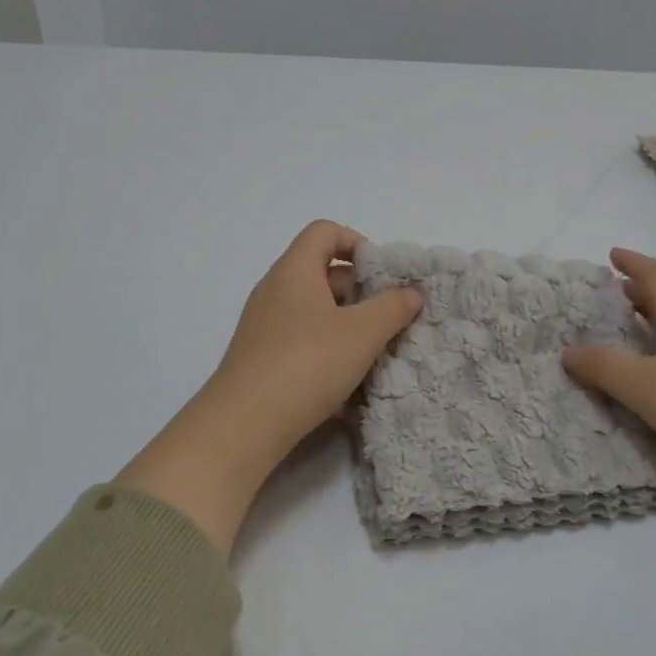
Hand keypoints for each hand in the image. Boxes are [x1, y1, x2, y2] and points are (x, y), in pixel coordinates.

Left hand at [115, 222, 422, 555]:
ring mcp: (266, 327)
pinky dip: (329, 353)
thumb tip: (411, 293)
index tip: (383, 276)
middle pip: (324, 273)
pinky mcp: (264, 359)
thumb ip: (393, 307)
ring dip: (349, 328)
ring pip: (317, 313)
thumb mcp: (362, 333)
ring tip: (375, 355)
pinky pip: (304, 342)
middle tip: (389, 320)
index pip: (325, 232)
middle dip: (361, 293)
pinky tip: (349, 384)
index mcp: (295, 271)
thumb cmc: (307, 363)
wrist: (245, 424)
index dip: (358, 243)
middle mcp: (276, 291)